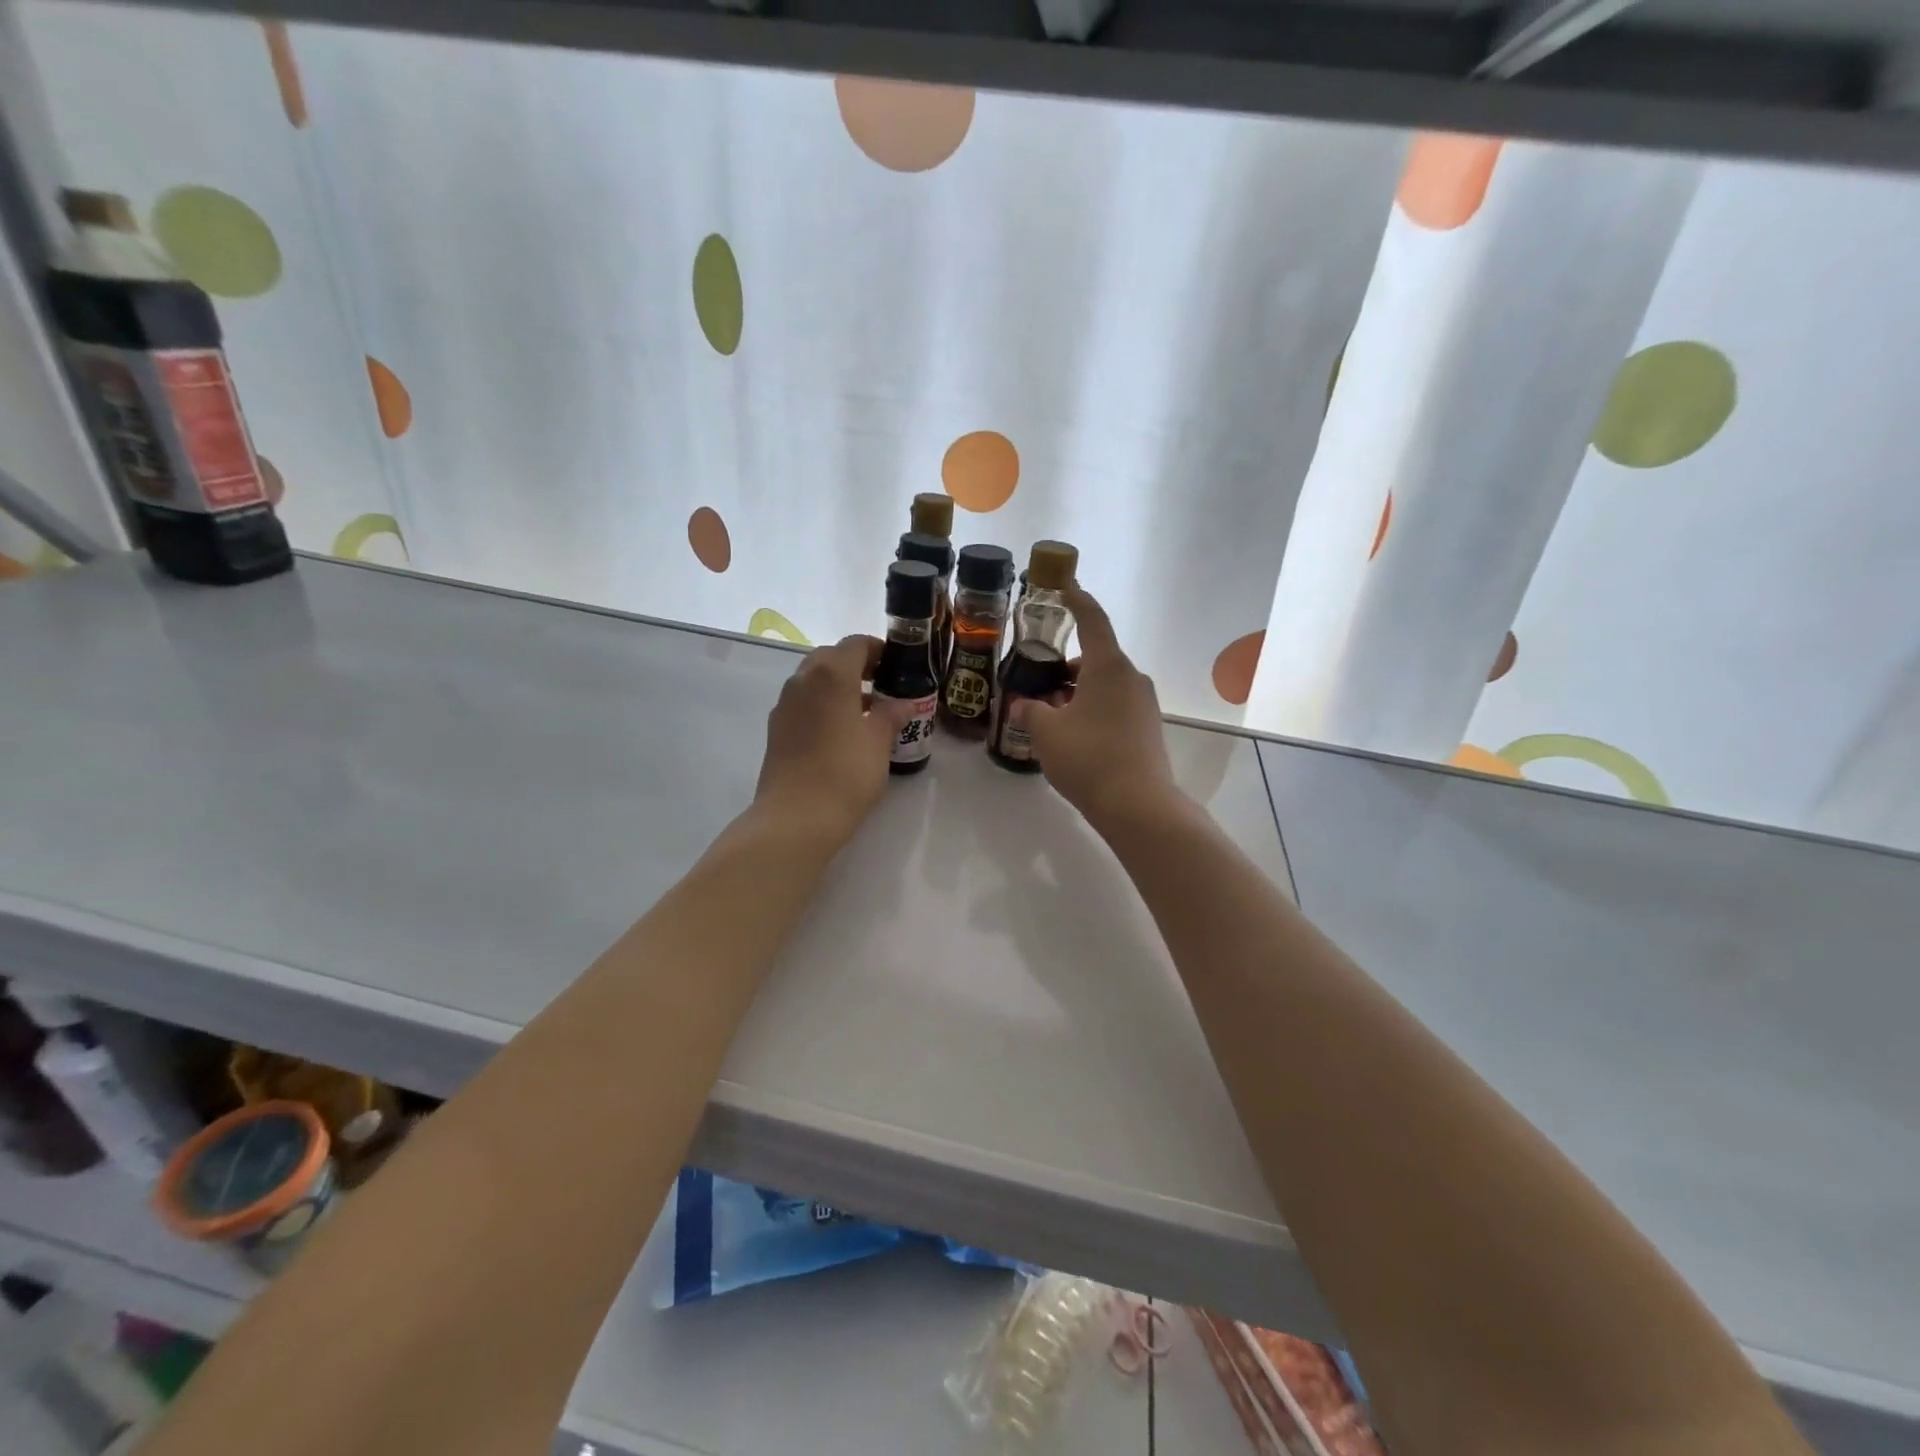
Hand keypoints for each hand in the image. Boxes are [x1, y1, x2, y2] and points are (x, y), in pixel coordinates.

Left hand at [754, 635, 910, 845]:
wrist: (796, 817)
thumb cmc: (845, 773)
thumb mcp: (878, 742)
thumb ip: (891, 715)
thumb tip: (903, 703)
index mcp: (831, 674)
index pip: (856, 644)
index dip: (879, 650)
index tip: (898, 667)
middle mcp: (802, 680)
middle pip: (831, 658)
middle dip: (857, 666)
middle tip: (883, 686)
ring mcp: (784, 705)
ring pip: (814, 681)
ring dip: (839, 687)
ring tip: (867, 712)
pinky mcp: (776, 729)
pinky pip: (803, 703)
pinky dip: (823, 705)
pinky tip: (842, 732)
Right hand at [1016, 587, 1182, 832]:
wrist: (1138, 805)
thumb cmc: (1088, 758)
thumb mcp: (1045, 732)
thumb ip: (1029, 710)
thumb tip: (1023, 704)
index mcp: (1108, 666)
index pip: (1092, 619)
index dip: (1076, 600)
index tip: (1063, 587)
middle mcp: (1131, 677)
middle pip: (1095, 658)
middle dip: (1065, 667)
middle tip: (1037, 683)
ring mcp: (1145, 704)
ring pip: (1105, 685)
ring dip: (1078, 692)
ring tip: (1050, 716)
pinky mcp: (1148, 729)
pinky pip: (1116, 707)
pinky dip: (1094, 710)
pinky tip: (1074, 737)